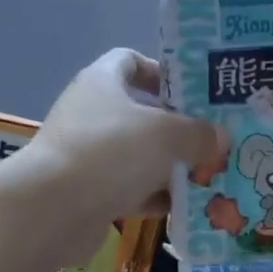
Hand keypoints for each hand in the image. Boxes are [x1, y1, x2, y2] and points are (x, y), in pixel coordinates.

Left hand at [28, 49, 221, 226]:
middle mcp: (92, 114)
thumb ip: (198, 133)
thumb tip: (220, 138)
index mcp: (102, 82)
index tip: (194, 91)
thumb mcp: (167, 135)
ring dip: (171, 166)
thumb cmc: (110, 152)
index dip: (162, 71)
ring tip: (210, 174)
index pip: (130, 61)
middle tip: (215, 138)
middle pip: (141, 112)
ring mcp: (88, 154)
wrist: (52, 210)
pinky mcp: (89, 192)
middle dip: (178, 127)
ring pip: (139, 155)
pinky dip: (156, 197)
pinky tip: (188, 207)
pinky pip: (131, 189)